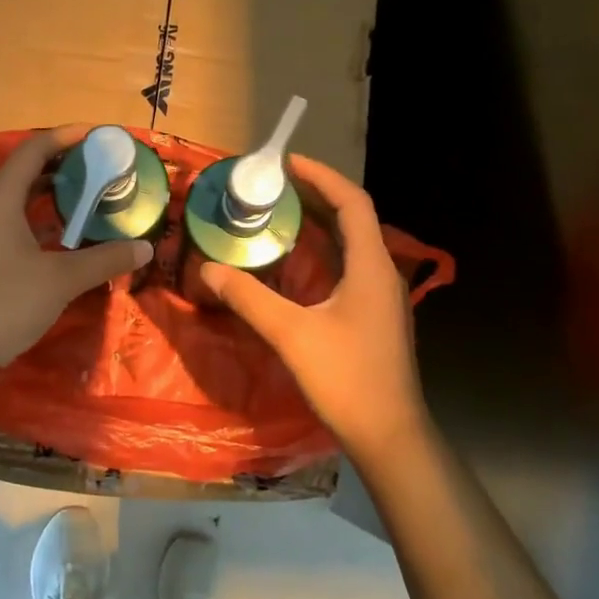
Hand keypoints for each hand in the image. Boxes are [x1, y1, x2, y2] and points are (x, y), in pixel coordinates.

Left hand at [0, 125, 151, 364]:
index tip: (97, 136)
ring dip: (48, 190)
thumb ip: (105, 259)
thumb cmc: (7, 303)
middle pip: (23, 169)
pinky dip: (35, 213)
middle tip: (98, 165)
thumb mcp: (62, 279)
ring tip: (85, 191)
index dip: (65, 138)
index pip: (33, 151)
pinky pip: (8, 216)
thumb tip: (144, 248)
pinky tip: (61, 228)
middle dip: (61, 164)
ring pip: (15, 195)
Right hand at [199, 156, 428, 455]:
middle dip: (315, 196)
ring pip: (351, 244)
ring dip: (319, 224)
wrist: (390, 436)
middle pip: (352, 218)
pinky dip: (322, 253)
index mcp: (370, 266)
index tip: (287, 162)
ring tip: (279, 215)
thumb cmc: (346, 379)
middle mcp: (381, 273)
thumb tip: (208, 268)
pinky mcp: (374, 316)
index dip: (322, 176)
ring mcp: (381, 296)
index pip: (352, 202)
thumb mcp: (291, 334)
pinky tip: (295, 264)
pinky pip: (348, 267)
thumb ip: (249, 297)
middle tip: (273, 187)